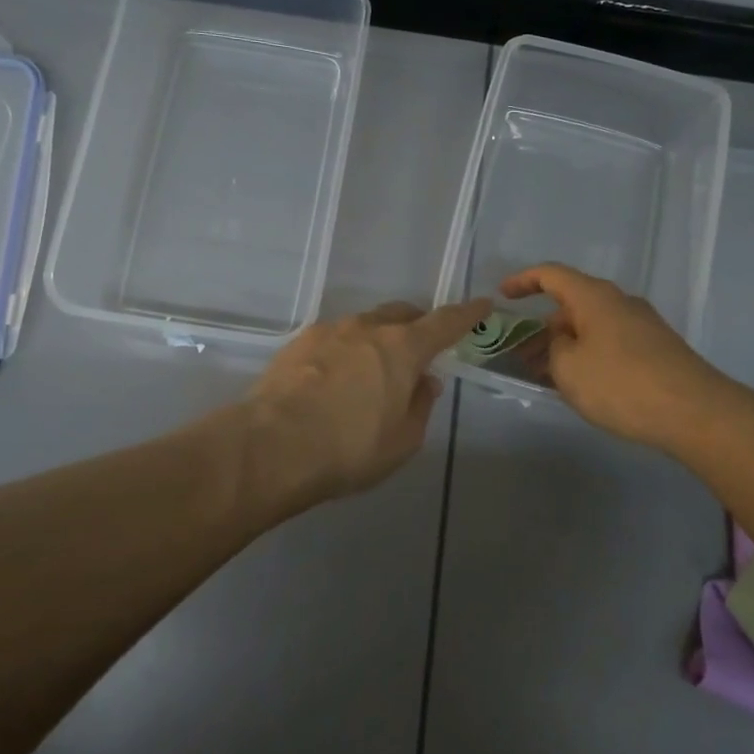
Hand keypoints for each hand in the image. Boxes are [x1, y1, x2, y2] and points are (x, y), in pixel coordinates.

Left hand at [242, 297, 490, 510]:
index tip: (482, 305)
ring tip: (371, 372)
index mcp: (402, 348)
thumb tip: (426, 381)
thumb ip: (420, 405)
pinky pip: (333, 339)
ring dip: (376, 340)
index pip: (445, 322)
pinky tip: (334, 379)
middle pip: (401, 314)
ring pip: (364, 325)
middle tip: (419, 350)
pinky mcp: (297, 343)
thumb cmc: (349, 448)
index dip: (467, 314)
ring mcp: (328, 331)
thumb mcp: (402, 440)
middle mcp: (367, 328)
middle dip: (416, 325)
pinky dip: (344, 352)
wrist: (271, 446)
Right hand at [502, 263, 728, 453]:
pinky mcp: (655, 350)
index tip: (503, 295)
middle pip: (572, 305)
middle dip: (542, 328)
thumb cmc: (621, 383)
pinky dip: (587, 356)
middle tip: (520, 355)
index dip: (523, 281)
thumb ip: (554, 349)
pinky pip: (609, 344)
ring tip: (543, 375)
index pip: (551, 275)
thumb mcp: (568, 368)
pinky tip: (578, 385)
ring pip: (590, 328)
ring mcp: (641, 326)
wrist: (694, 412)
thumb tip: (562, 342)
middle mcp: (619, 303)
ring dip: (564, 346)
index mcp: (594, 297)